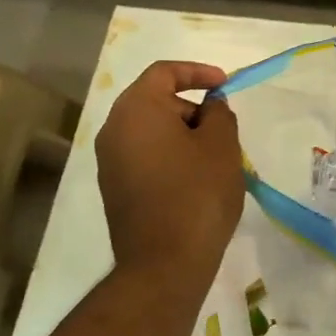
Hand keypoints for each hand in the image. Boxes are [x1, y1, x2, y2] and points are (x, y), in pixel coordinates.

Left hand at [97, 62, 243, 288]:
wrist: (164, 263)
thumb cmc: (198, 194)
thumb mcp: (222, 146)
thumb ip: (219, 114)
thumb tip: (209, 107)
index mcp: (136, 110)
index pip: (163, 73)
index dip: (197, 72)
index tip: (225, 85)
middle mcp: (114, 130)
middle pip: (155, 102)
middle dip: (192, 108)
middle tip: (224, 130)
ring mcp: (110, 162)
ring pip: (151, 132)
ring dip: (183, 135)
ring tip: (215, 158)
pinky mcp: (115, 189)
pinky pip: (145, 157)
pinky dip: (170, 156)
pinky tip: (196, 180)